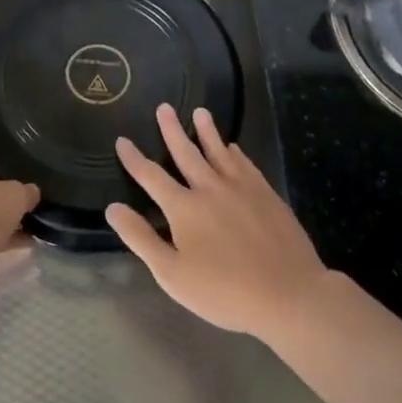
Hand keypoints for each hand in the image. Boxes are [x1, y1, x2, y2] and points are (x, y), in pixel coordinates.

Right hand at [107, 104, 331, 341]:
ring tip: (200, 111)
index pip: (151, 176)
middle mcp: (210, 189)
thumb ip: (141, 238)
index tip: (122, 140)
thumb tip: (112, 207)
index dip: (134, 159)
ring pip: (219, 152)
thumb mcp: (172, 274)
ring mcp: (242, 189)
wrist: (289, 295)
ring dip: (207, 131)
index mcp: (184, 208)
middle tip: (164, 107)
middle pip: (186, 153)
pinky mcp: (267, 195)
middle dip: (172, 130)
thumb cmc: (224, 291)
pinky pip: (246, 165)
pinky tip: (234, 148)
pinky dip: (236, 153)